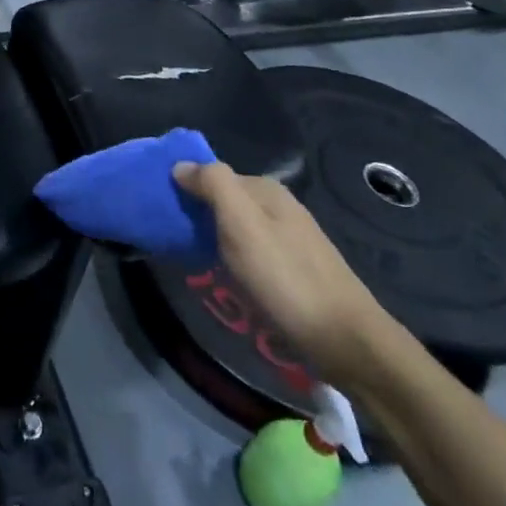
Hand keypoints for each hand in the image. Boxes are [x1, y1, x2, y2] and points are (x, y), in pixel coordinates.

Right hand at [173, 162, 399, 386]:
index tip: (160, 208)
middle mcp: (279, 206)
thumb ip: (213, 185)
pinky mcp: (294, 269)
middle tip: (171, 237)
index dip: (185, 186)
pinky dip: (231, 257)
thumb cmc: (285, 278)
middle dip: (198, 213)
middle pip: (226, 200)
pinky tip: (225, 276)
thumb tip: (181, 165)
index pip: (213, 174)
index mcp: (266, 190)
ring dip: (213, 237)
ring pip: (237, 227)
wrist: (345, 340)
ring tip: (190, 258)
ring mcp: (290, 238)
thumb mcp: (242, 224)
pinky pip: (250, 251)